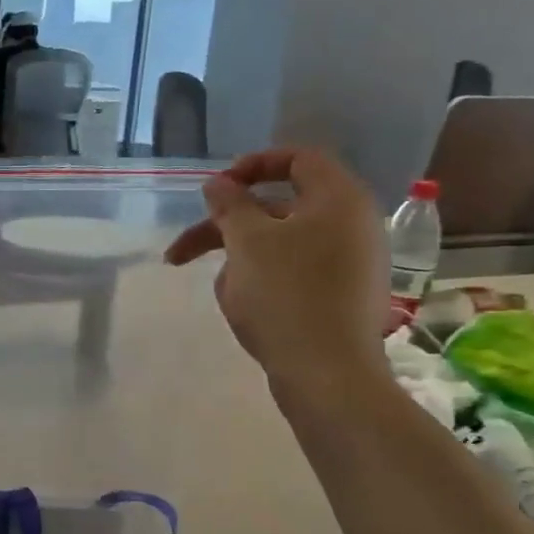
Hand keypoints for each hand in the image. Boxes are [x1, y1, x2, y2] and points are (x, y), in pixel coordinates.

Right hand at [165, 148, 388, 400]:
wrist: (327, 374)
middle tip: (182, 251)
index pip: (298, 159)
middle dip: (226, 228)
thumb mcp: (247, 242)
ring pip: (281, 246)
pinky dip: (263, 282)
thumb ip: (229, 205)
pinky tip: (244, 310)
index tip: (215, 189)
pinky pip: (295, 275)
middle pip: (278, 209)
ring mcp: (351, 264)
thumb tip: (219, 183)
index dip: (252, 166)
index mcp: (338, 199)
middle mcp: (352, 225)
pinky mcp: (342, 298)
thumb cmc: (285, 296)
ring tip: (221, 293)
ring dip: (239, 261)